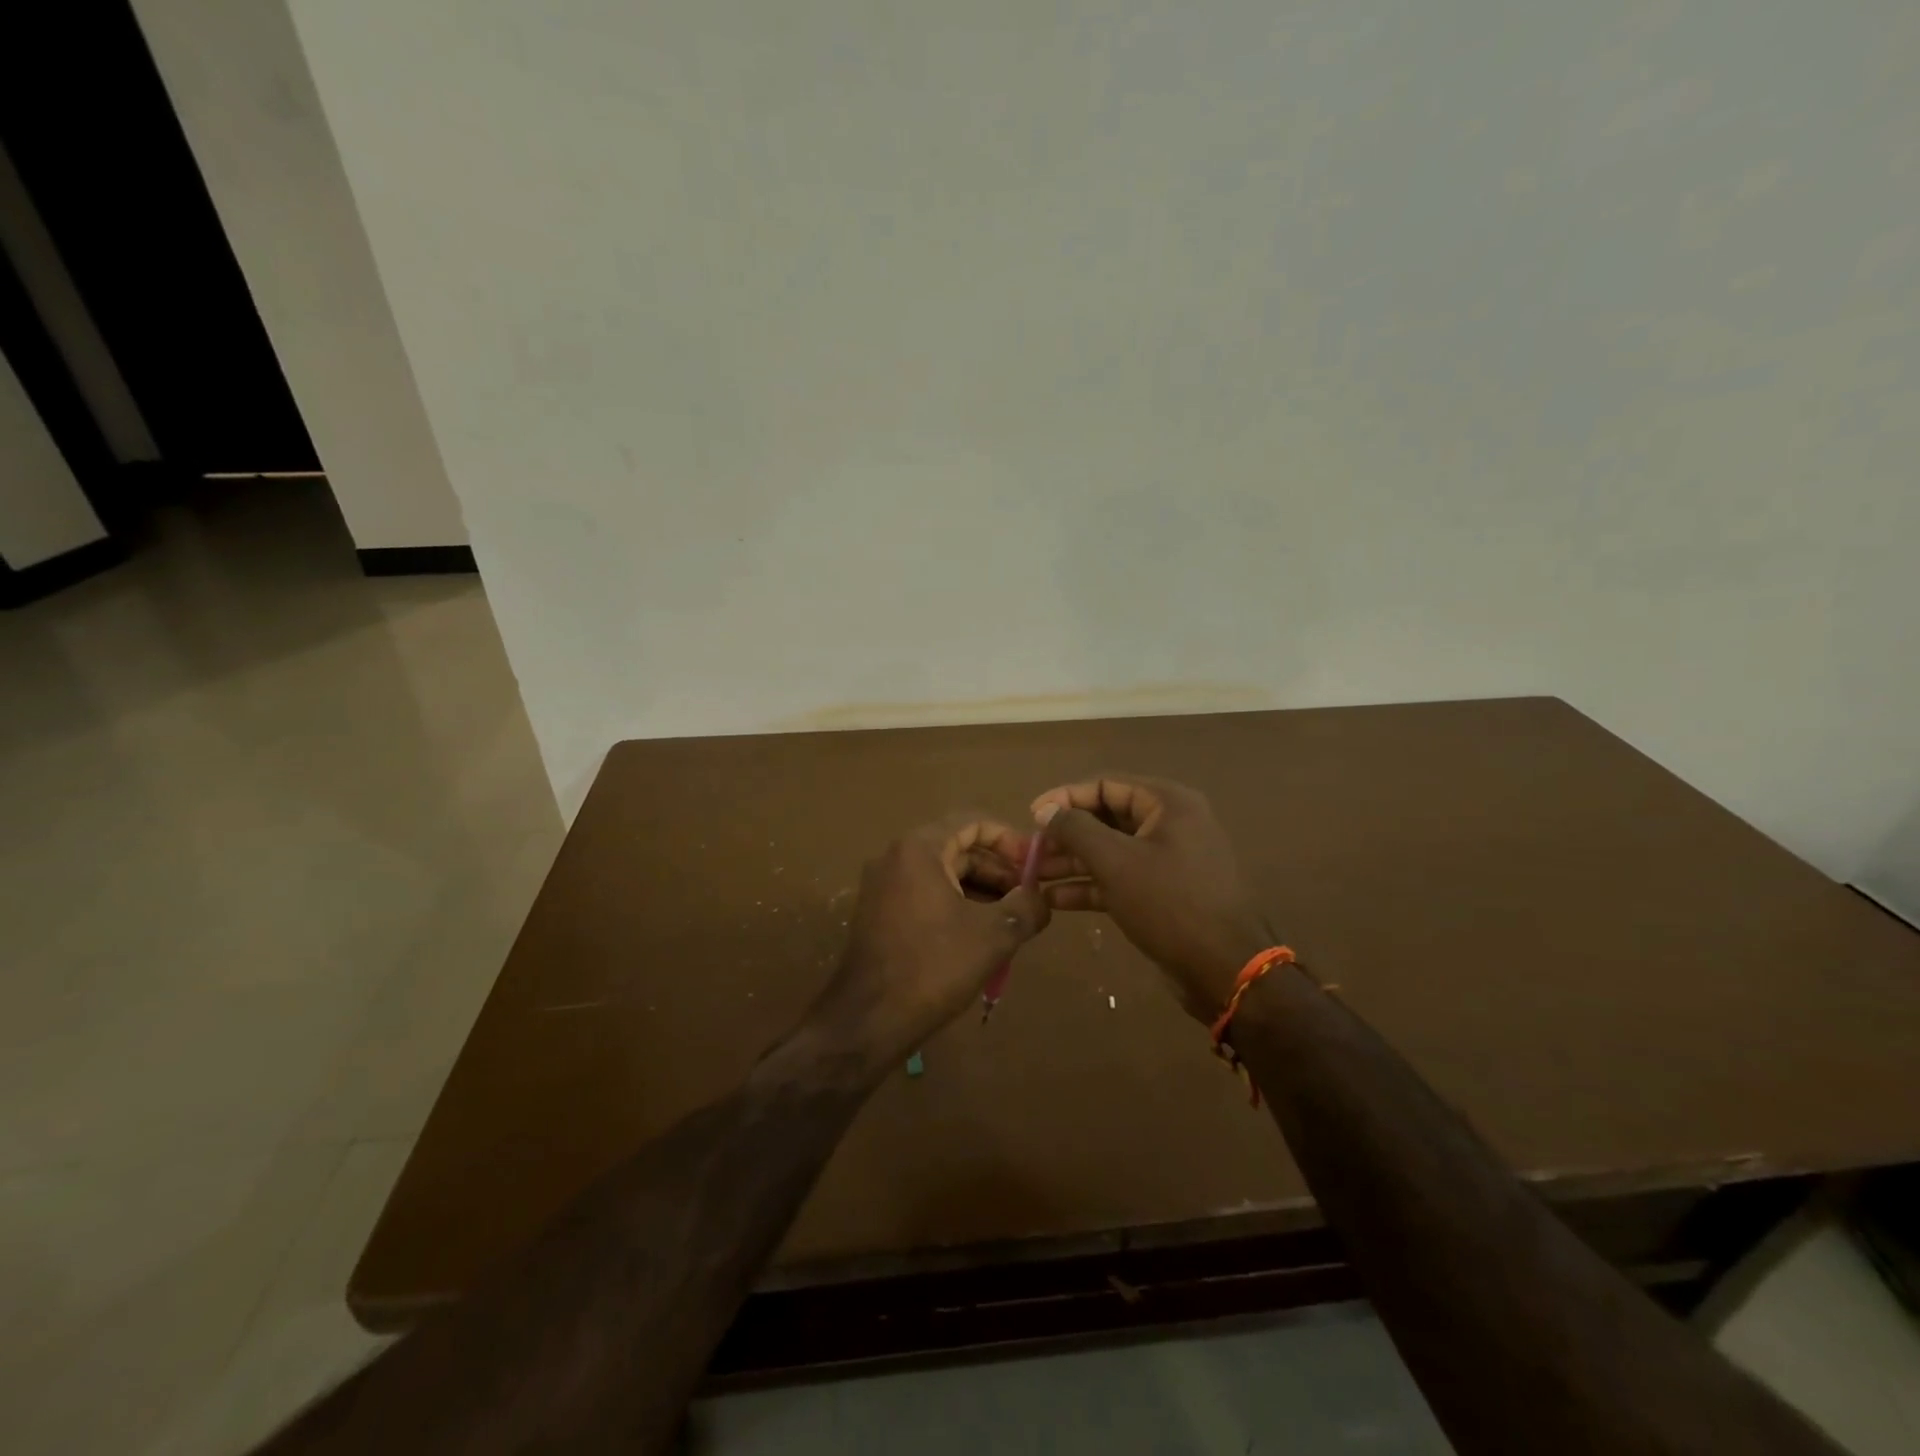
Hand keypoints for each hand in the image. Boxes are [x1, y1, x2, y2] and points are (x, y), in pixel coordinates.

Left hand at [814, 814, 1049, 1065]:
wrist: (868, 1019)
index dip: (1009, 839)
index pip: (972, 822)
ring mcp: (883, 885)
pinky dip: (956, 903)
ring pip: (942, 873)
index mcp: (920, 848)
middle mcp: (896, 857)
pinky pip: (925, 893)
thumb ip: (1026, 907)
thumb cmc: (933, 966)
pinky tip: (980, 933)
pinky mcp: (879, 912)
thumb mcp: (993, 935)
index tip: (1035, 864)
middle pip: (957, 847)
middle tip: (1028, 896)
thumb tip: (1041, 898)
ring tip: (1012, 918)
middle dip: (997, 868)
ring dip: (980, 889)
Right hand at [1032, 776, 1273, 1024]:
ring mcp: (1168, 860)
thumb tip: (1045, 809)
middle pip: (1106, 818)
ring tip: (1031, 875)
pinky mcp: (1164, 893)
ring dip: (1072, 862)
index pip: (1106, 785)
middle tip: (1028, 851)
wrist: (1226, 969)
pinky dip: (1090, 886)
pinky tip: (1055, 900)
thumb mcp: (1116, 862)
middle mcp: (1170, 824)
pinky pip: (1121, 878)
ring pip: (1111, 851)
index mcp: (1168, 803)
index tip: (1031, 815)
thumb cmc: (1170, 904)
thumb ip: (1076, 829)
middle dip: (1065, 835)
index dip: (1065, 797)